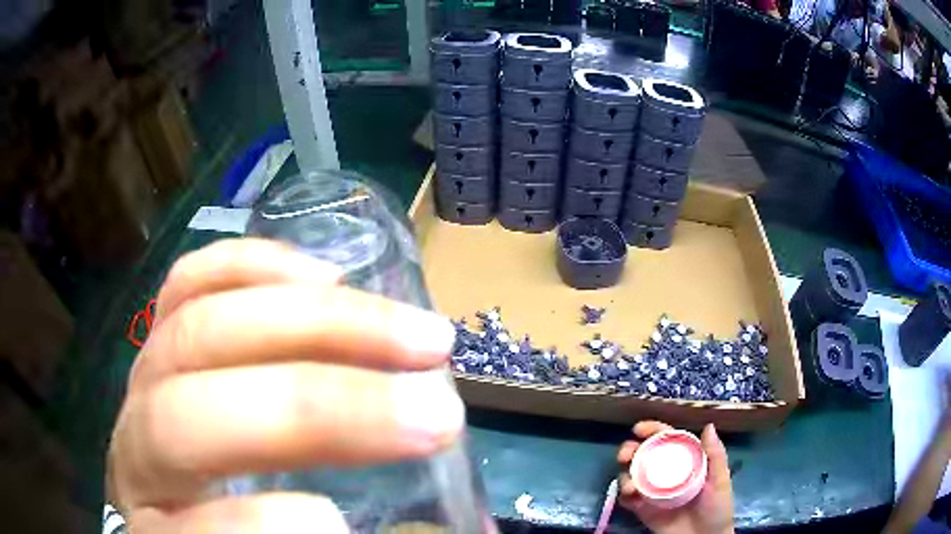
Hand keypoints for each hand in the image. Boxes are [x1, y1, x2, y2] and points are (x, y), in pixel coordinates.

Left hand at [107, 239, 462, 531]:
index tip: (339, 520)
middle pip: (190, 415)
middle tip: (436, 413)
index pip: (186, 527)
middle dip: (319, 410)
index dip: (253, 527)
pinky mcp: (159, 338)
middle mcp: (136, 454)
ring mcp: (142, 383)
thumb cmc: (222, 531)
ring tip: (416, 338)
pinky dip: (255, 267)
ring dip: (318, 325)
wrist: (168, 502)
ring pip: (198, 329)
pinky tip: (327, 277)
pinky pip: (188, 283)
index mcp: (160, 529)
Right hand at [617, 421, 734, 533]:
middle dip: (630, 450)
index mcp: (685, 459)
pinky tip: (629, 495)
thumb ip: (715, 455)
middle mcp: (666, 471)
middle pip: (643, 454)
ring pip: (631, 474)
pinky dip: (623, 494)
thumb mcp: (720, 480)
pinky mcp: (643, 509)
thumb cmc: (717, 507)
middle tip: (625, 455)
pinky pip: (627, 499)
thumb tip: (708, 426)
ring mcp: (653, 491)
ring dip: (624, 474)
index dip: (653, 430)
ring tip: (629, 485)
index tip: (639, 429)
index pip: (667, 439)